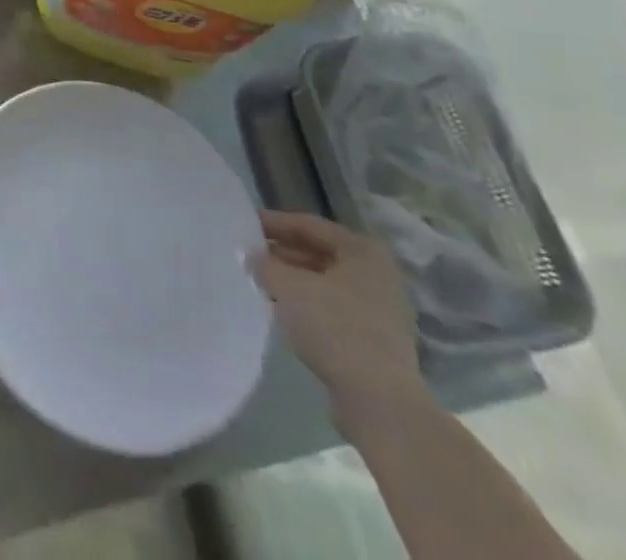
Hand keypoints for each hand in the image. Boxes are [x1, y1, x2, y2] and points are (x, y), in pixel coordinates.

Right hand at [251, 210, 428, 428]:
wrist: (379, 402)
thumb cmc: (335, 327)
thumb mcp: (288, 286)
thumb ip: (264, 263)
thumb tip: (250, 254)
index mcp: (363, 251)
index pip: (309, 225)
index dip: (274, 223)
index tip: (244, 224)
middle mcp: (377, 275)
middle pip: (320, 253)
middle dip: (283, 254)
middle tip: (250, 254)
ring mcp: (381, 311)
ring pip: (326, 284)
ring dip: (294, 281)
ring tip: (261, 282)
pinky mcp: (376, 342)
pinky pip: (334, 310)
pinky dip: (308, 306)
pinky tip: (283, 311)